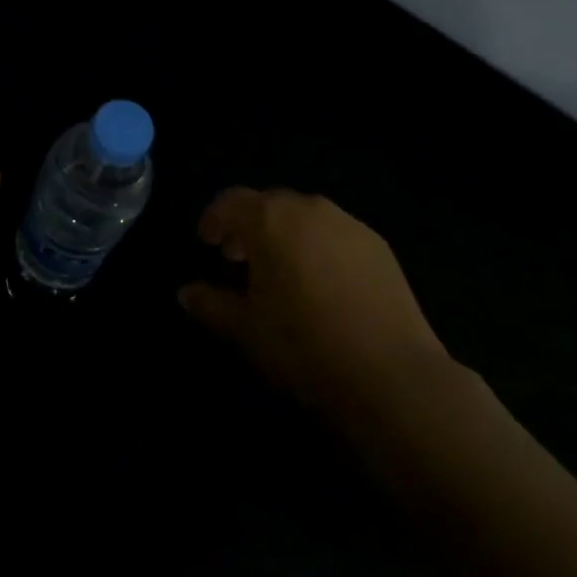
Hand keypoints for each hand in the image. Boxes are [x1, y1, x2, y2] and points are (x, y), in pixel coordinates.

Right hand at [178, 188, 452, 418]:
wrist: (391, 373)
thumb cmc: (303, 343)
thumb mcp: (246, 328)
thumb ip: (211, 304)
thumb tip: (185, 293)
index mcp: (270, 219)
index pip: (231, 202)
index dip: (214, 219)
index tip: (207, 243)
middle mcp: (309, 209)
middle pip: (270, 204)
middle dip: (250, 226)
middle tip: (239, 259)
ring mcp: (349, 225)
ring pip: (306, 218)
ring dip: (286, 235)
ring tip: (282, 273)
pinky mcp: (380, 247)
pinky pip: (337, 235)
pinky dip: (319, 247)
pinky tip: (323, 285)